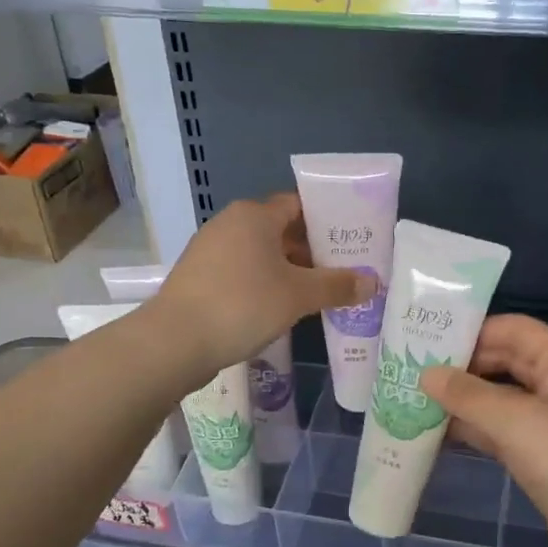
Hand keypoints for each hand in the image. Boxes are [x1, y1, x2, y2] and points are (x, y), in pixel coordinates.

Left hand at [152, 193, 369, 379]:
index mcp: (254, 215)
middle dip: (312, 251)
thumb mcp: (298, 296)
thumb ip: (337, 286)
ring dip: (289, 271)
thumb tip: (373, 282)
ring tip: (318, 294)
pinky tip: (281, 309)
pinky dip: (265, 285)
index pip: (299, 205)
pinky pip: (243, 273)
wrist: (174, 341)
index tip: (351, 241)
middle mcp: (230, 224)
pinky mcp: (199, 278)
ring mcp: (210, 251)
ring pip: (261, 254)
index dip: (327, 221)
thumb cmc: (243, 304)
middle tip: (342, 272)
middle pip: (281, 230)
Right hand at [422, 316, 547, 546]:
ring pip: (501, 399)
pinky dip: (475, 430)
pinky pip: (503, 431)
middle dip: (462, 368)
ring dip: (464, 401)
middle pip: (505, 362)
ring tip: (415, 402)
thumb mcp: (517, 423)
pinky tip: (439, 435)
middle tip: (412, 374)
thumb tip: (426, 374)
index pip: (514, 329)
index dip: (472, 331)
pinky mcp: (545, 456)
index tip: (426, 342)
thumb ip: (468, 395)